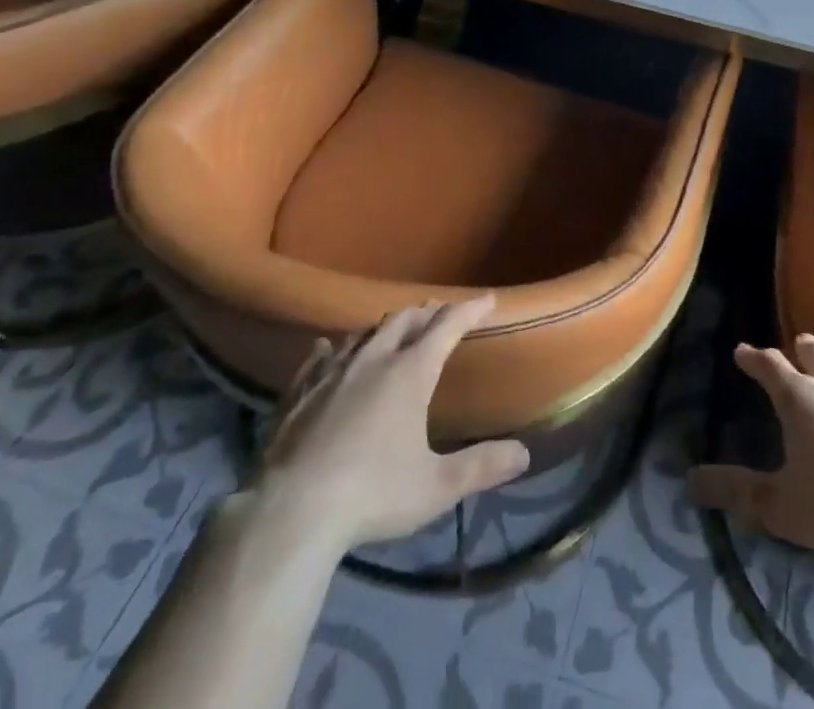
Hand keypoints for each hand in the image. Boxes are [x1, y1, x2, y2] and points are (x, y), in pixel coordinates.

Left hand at [254, 296, 530, 553]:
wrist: (290, 514)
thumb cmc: (372, 494)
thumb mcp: (436, 487)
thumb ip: (481, 466)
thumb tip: (524, 454)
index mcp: (410, 373)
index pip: (447, 326)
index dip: (469, 310)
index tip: (487, 300)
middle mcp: (372, 361)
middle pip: (403, 321)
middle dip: (426, 313)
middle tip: (439, 314)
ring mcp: (331, 375)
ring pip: (362, 335)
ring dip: (383, 328)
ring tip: (393, 331)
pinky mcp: (297, 396)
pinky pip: (317, 360)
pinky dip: (331, 349)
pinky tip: (326, 348)